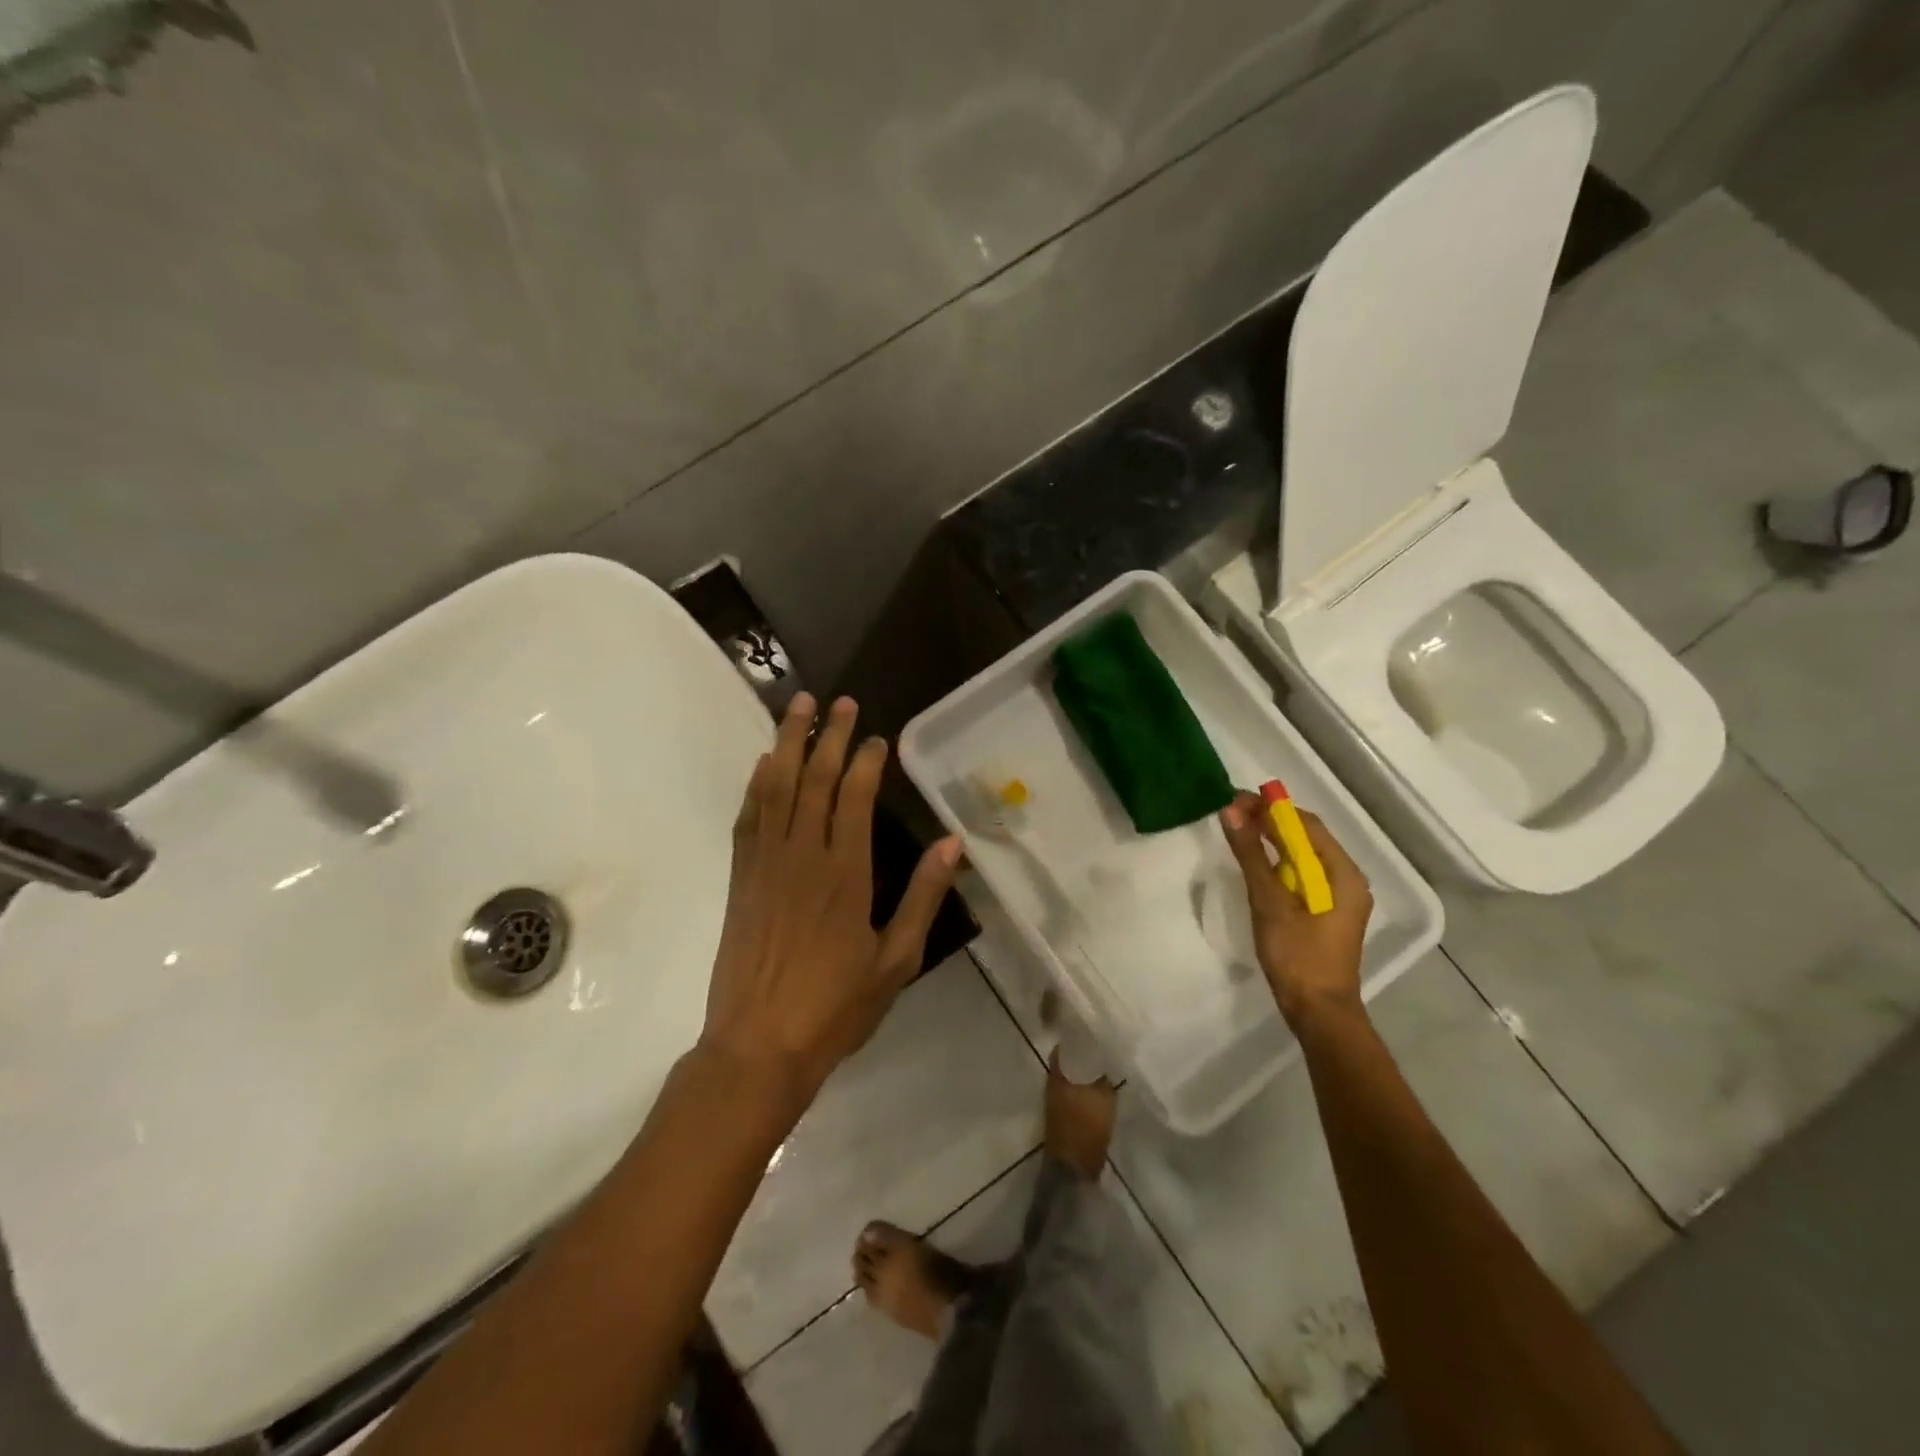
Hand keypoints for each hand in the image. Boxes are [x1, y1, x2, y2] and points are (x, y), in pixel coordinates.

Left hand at [698, 693, 962, 1111]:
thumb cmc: (835, 1007)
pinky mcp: (741, 878)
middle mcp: (803, 855)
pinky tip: (764, 762)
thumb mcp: (896, 960)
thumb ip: (923, 897)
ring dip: (788, 743)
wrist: (758, 1045)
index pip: (856, 798)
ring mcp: (766, 863)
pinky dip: (757, 784)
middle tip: (840, 701)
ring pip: (778, 788)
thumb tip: (951, 844)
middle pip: (816, 780)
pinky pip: (748, 817)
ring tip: (798, 706)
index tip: (877, 737)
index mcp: (846, 873)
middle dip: (830, 736)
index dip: (867, 761)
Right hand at [1218, 793, 1372, 1030]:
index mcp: (1342, 873)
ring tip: (1238, 832)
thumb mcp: (1269, 901)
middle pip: (1306, 837)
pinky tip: (1256, 863)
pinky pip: (1302, 875)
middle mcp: (1346, 878)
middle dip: (1270, 822)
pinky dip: (1278, 863)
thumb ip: (1251, 854)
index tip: (1235, 800)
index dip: (1271, 808)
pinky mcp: (1326, 912)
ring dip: (1272, 841)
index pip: (1305, 824)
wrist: (1318, 1011)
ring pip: (1303, 856)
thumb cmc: (1297, 955)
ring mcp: (1338, 897)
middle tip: (1231, 813)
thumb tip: (1231, 810)